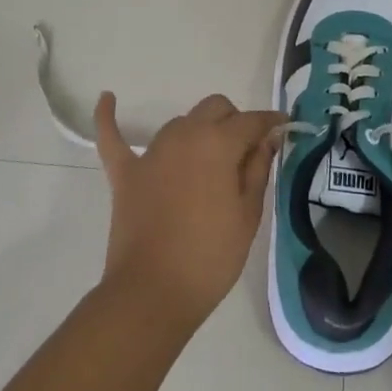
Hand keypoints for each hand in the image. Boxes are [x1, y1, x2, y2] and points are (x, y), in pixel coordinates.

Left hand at [93, 92, 284, 330]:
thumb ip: (258, 169)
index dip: (271, 123)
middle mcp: (184, 135)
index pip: (251, 121)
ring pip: (180, 123)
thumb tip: (266, 139)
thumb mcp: (248, 214)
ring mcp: (151, 153)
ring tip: (208, 161)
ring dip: (198, 131)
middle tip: (246, 153)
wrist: (153, 293)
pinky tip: (108, 98)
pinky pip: (112, 137)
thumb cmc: (211, 256)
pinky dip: (109, 117)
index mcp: (218, 143)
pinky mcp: (125, 173)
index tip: (284, 127)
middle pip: (214, 108)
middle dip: (234, 121)